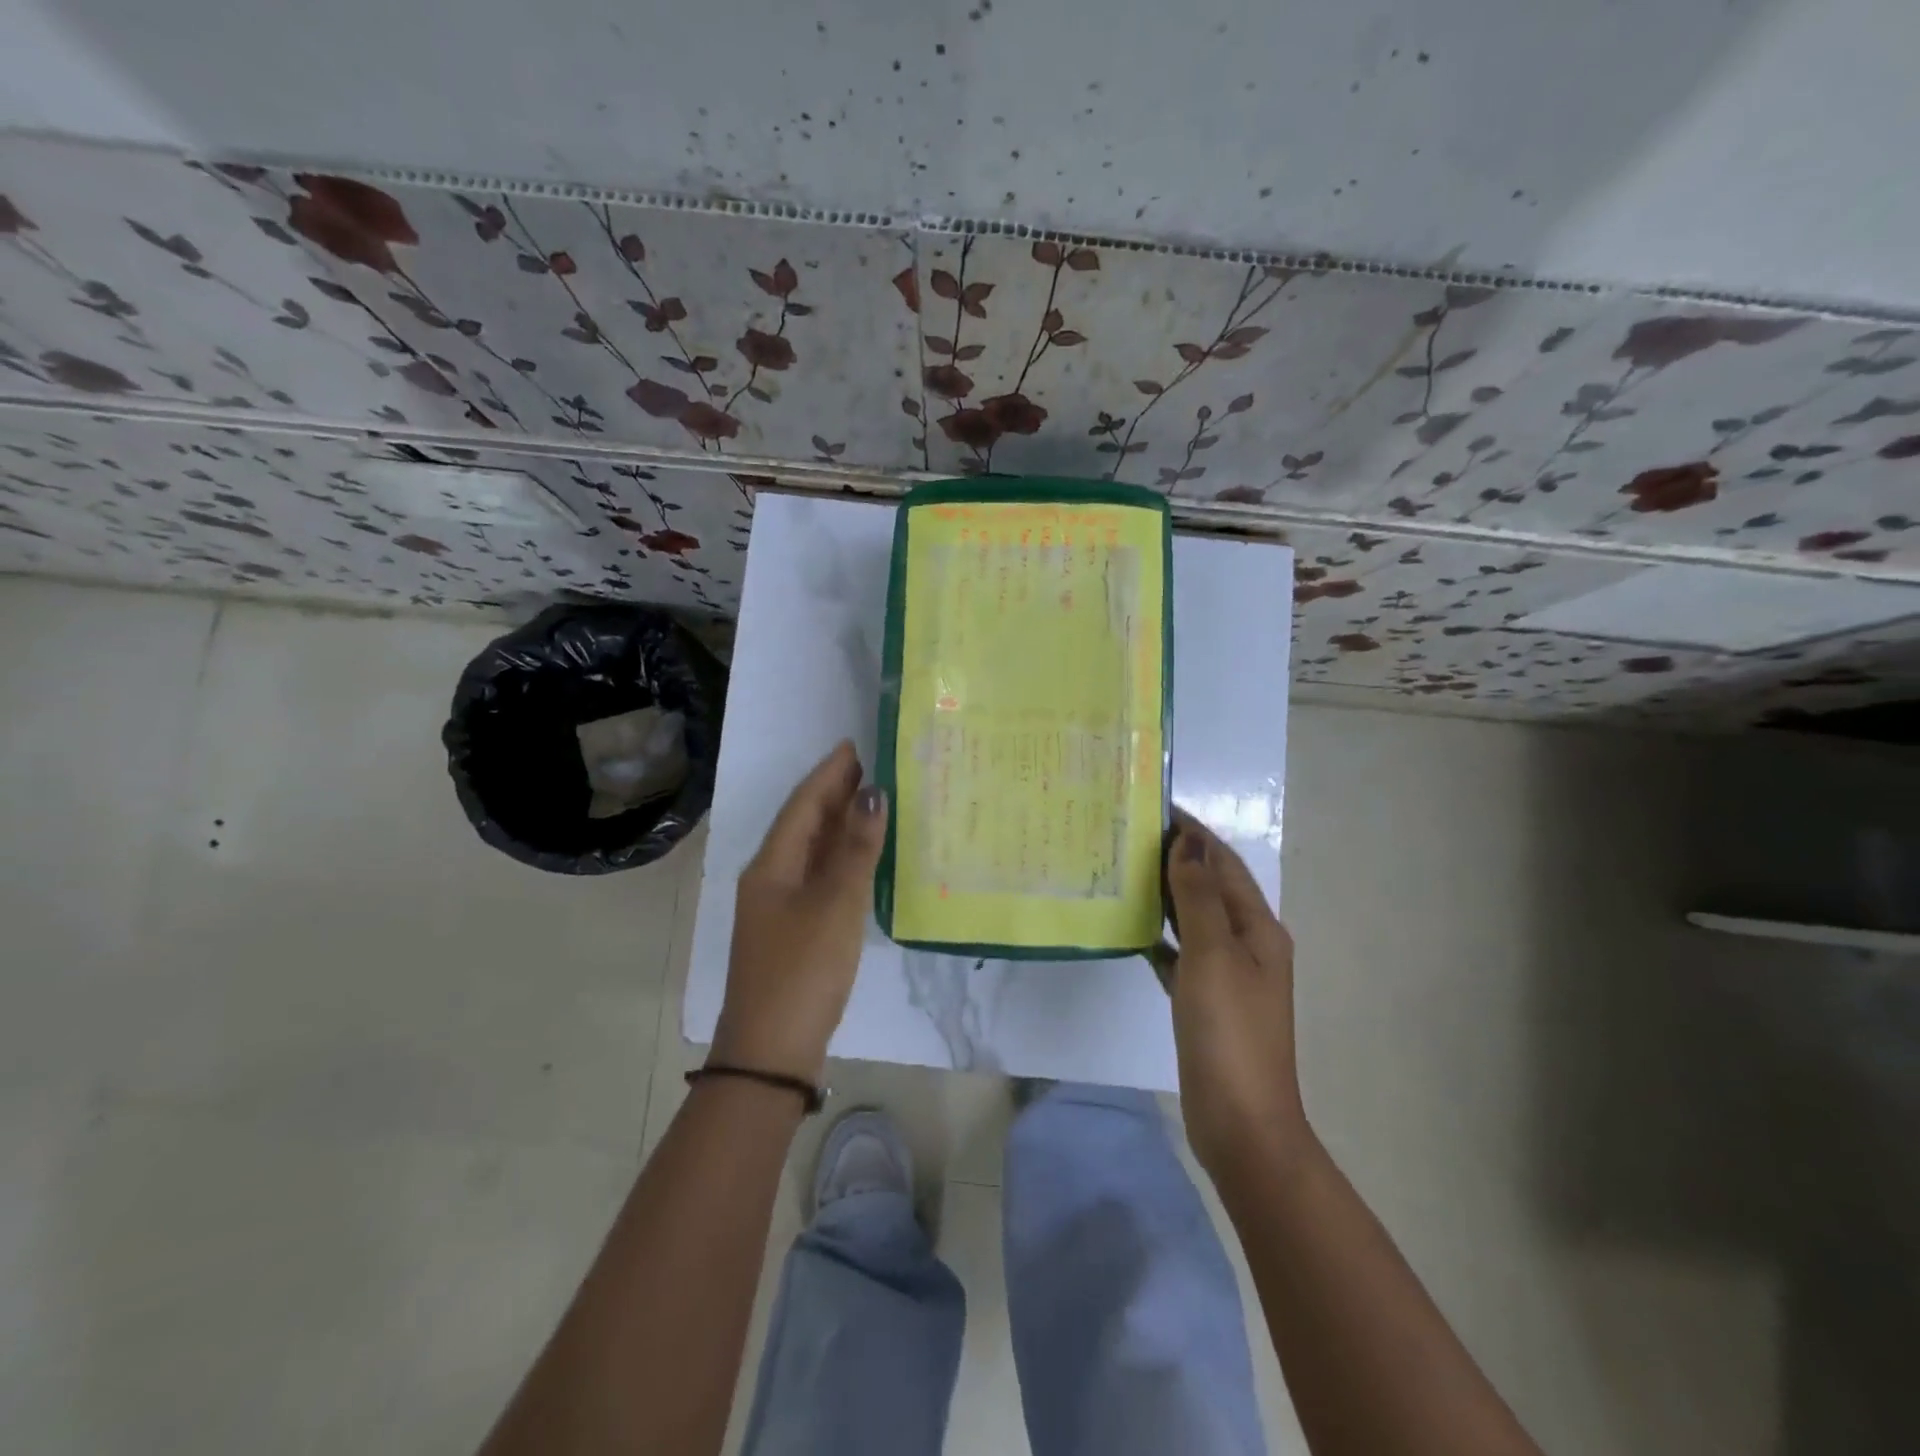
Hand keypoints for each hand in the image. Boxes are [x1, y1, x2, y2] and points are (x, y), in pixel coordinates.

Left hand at [711, 741, 887, 1082]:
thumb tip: (872, 793)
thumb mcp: (836, 903)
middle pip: (805, 824)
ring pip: (813, 851)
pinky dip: (842, 859)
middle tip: (872, 767)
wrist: (772, 1051)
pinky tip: (865, 858)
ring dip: (840, 825)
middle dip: (835, 794)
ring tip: (874, 801)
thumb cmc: (803, 969)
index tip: (854, 746)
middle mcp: (771, 878)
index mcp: (772, 865)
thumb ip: (856, 848)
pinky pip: (820, 877)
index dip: (828, 774)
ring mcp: (781, 907)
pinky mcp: (795, 930)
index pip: (803, 804)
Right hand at [1164, 810, 1311, 1180]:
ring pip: (1193, 919)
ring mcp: (1227, 975)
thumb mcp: (1214, 955)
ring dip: (1165, 894)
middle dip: (1177, 858)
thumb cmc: (1230, 1032)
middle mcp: (1247, 944)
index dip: (1194, 833)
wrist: (1242, 1123)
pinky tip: (1130, 928)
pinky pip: (1180, 954)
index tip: (1155, 806)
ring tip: (1123, 869)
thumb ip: (1199, 898)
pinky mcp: (1204, 1001)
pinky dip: (1159, 936)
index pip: (1224, 863)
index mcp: (1258, 928)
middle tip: (1129, 834)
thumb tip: (1188, 844)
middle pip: (1210, 887)